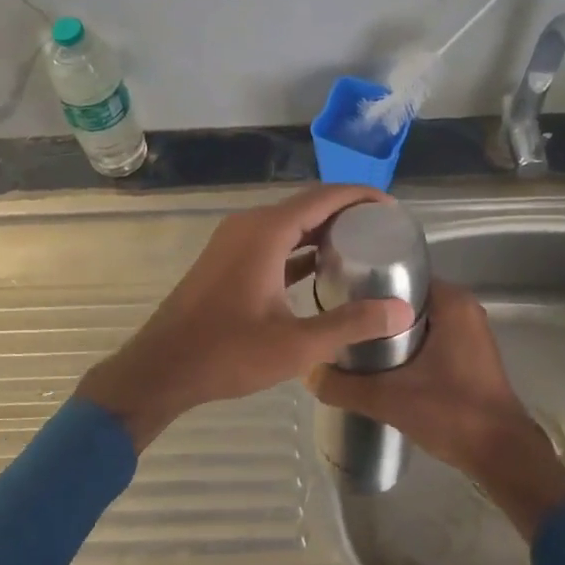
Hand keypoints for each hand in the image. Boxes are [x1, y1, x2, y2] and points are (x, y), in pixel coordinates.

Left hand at [77, 185, 414, 449]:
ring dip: (321, 231)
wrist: (162, 368)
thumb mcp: (296, 344)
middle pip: (306, 205)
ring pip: (287, 224)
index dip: (360, 196)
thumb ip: (351, 324)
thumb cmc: (227, 353)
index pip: (323, 197)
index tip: (393, 208)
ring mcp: (233, 242)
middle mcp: (248, 226)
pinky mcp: (226, 260)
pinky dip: (299, 248)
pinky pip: (272, 242)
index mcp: (266, 232)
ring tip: (362, 246)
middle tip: (385, 230)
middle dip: (345, 212)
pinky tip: (322, 269)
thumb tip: (402, 311)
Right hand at [306, 281, 564, 539]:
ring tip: (350, 339)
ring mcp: (469, 333)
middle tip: (337, 319)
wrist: (502, 456)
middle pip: (406, 298)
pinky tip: (378, 361)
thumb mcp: (389, 398)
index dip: (368, 284)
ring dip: (388, 329)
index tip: (337, 295)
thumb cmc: (452, 413)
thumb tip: (307, 373)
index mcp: (452, 303)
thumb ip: (344, 385)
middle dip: (374, 309)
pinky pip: (429, 337)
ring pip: (417, 320)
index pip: (401, 275)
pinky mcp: (468, 356)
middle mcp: (464, 309)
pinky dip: (405, 345)